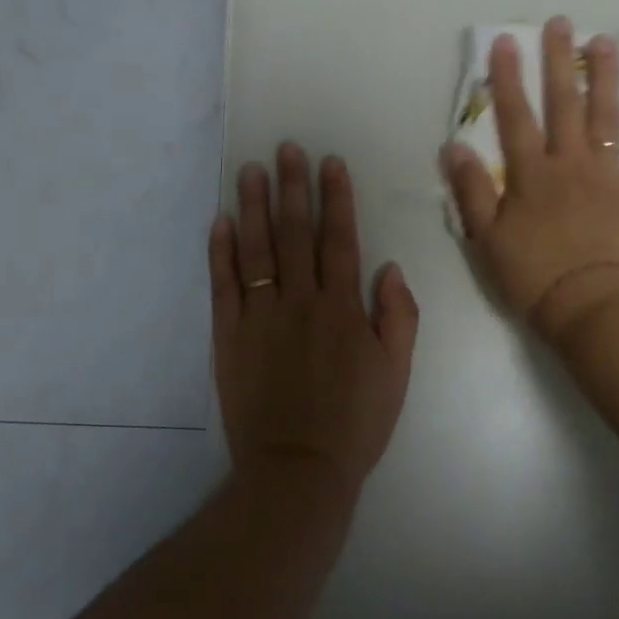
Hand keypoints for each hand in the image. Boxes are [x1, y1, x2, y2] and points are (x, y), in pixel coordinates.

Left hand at [209, 144, 419, 495]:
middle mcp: (301, 302)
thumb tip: (387, 267)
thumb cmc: (355, 423)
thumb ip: (398, 316)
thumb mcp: (397, 373)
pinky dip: (221, 252)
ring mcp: (260, 318)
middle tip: (286, 148)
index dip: (336, 199)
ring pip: (257, 251)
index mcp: (343, 308)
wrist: (298, 470)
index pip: (339, 240)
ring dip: (255, 207)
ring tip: (251, 170)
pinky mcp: (228, 337)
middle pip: (295, 234)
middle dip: (293, 187)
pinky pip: (223, 287)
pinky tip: (221, 221)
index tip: (330, 163)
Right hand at [441, 18, 618, 345]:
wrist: (590, 308)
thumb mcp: (487, 239)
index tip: (507, 41)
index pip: (516, 117)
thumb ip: (471, 191)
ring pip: (607, 118)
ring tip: (606, 43)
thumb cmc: (533, 277)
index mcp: (532, 175)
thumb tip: (454, 146)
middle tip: (562, 23)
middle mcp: (570, 164)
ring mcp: (608, 176)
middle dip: (561, 62)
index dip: (509, 78)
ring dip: (607, 78)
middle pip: (565, 105)